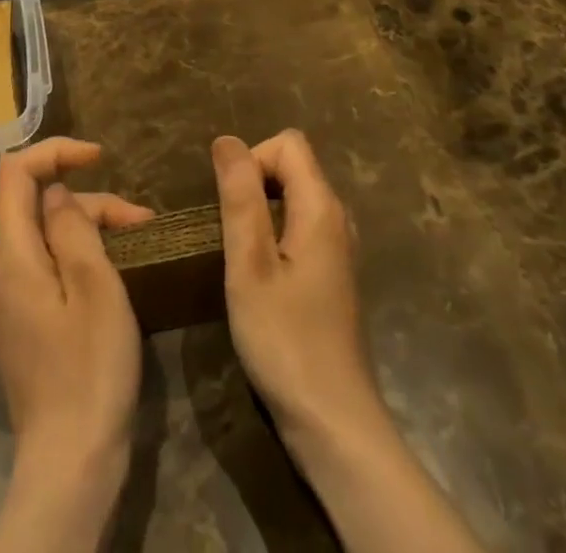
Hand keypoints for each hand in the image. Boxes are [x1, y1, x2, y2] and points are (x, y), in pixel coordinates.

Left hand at [0, 137, 153, 482]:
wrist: (69, 465)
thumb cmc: (90, 370)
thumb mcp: (95, 287)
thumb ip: (72, 227)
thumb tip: (55, 193)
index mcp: (10, 256)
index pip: (15, 172)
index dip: (56, 151)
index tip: (99, 156)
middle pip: (36, 206)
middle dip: (89, 201)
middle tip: (141, 222)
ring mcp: (5, 301)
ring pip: (44, 236)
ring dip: (88, 229)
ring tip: (137, 244)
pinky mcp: (18, 324)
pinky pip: (43, 267)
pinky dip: (76, 257)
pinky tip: (109, 273)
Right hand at [212, 130, 385, 445]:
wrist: (333, 423)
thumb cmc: (285, 340)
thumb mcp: (249, 265)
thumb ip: (240, 197)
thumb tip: (226, 140)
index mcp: (321, 207)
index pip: (288, 143)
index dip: (253, 159)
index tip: (231, 206)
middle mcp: (337, 218)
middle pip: (293, 166)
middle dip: (254, 183)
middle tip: (229, 233)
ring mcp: (339, 249)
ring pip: (295, 198)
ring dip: (261, 211)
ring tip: (239, 255)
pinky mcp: (333, 275)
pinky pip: (300, 227)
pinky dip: (274, 235)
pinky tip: (260, 278)